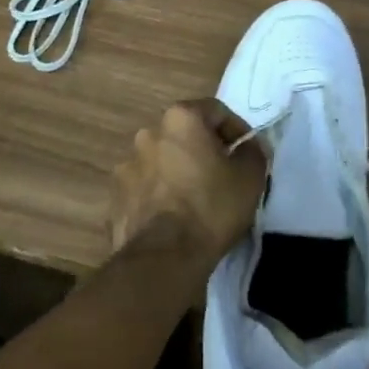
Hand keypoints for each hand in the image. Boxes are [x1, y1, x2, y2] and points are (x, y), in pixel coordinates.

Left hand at [110, 99, 266, 265]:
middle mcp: (149, 133)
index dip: (237, 130)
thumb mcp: (250, 176)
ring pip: (163, 161)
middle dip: (204, 150)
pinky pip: (145, 188)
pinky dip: (159, 195)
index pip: (216, 111)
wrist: (164, 258)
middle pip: (185, 134)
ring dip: (179, 172)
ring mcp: (127, 165)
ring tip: (195, 200)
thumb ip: (252, 151)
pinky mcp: (116, 197)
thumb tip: (247, 148)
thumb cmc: (212, 207)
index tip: (247, 153)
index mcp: (180, 118)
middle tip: (223, 175)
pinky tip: (173, 217)